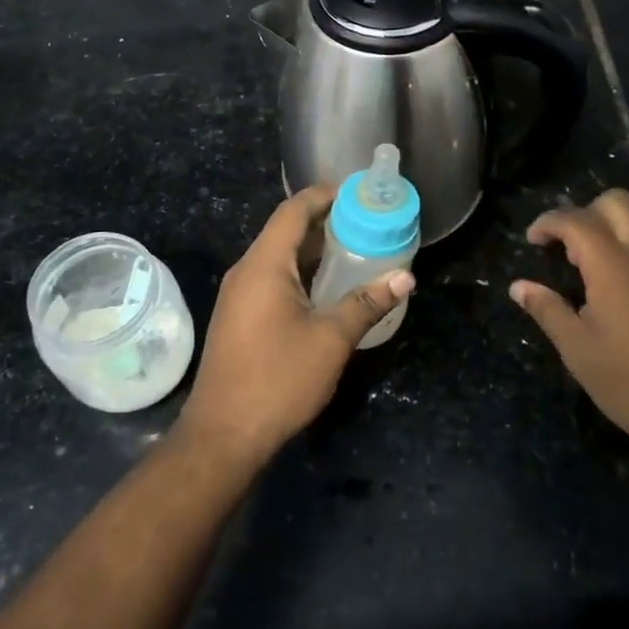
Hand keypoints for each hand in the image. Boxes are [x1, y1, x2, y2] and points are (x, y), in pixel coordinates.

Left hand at [178, 186, 414, 469]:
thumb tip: (405, 277)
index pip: (293, 211)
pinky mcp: (239, 318)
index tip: (357, 193)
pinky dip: (302, 273)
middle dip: (325, 223)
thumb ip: (367, 303)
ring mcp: (239, 296)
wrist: (223, 435)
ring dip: (314, 251)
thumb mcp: (331, 339)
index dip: (323, 195)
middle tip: (367, 223)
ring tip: (356, 250)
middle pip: (286, 231)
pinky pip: (272, 280)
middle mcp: (246, 272)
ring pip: (279, 258)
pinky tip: (328, 288)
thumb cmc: (278, 379)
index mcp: (264, 265)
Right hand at [511, 188, 628, 461]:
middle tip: (568, 247)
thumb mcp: (578, 350)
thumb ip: (547, 309)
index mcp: (613, 265)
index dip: (548, 223)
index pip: (575, 220)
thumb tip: (519, 287)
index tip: (533, 241)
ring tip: (600, 252)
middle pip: (615, 202)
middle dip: (584, 212)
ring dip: (617, 218)